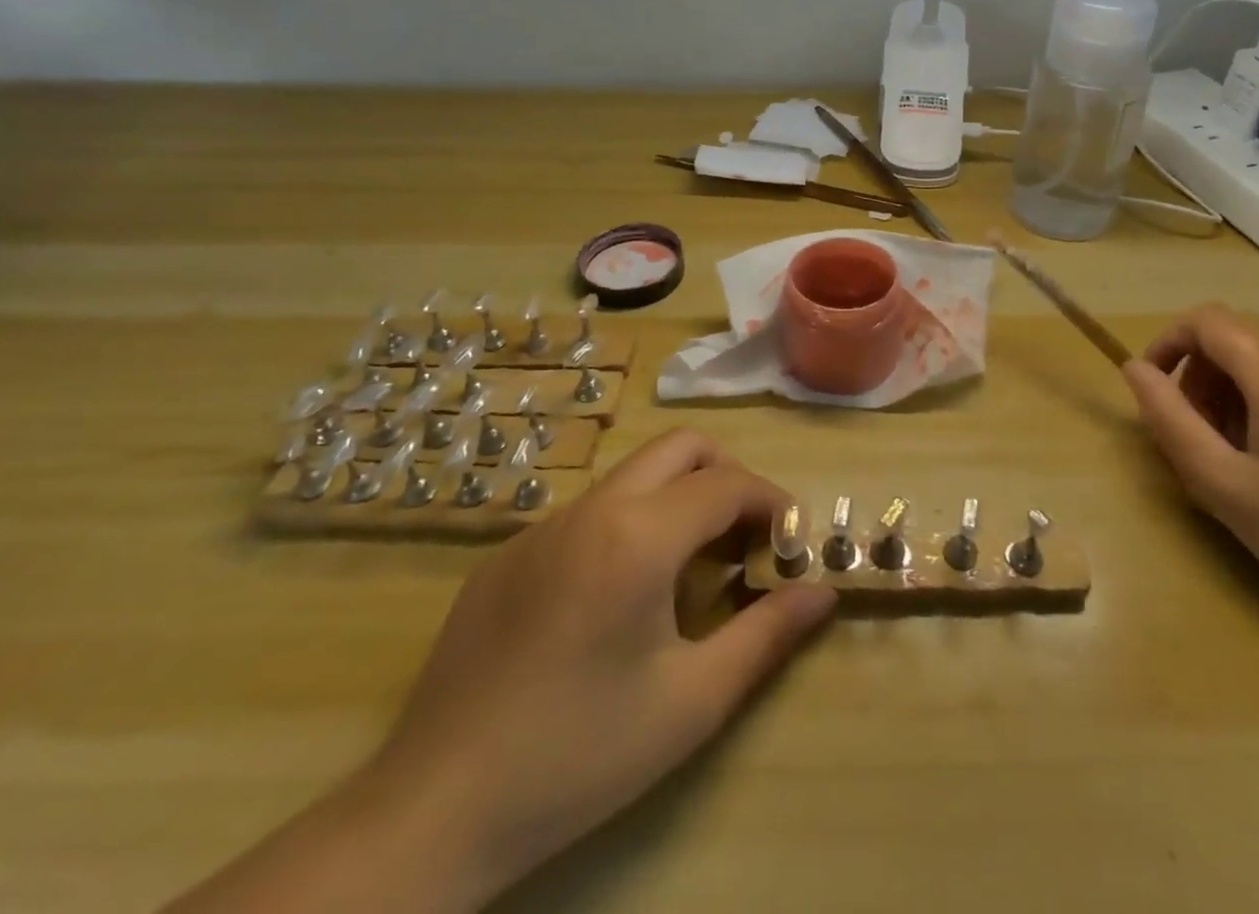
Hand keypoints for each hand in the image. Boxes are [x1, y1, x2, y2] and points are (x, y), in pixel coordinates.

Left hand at [366, 430, 836, 905]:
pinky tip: (619, 599)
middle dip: (727, 476)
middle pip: (680, 447)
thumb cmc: (579, 756)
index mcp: (637, 536)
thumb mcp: (691, 703)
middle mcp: (590, 510)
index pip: (727, 484)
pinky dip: (629, 525)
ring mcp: (542, 527)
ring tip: (692, 570)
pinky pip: (588, 513)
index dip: (772, 503)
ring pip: (633, 476)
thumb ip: (766, 635)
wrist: (434, 811)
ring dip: (677, 498)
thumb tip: (823, 591)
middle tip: (747, 538)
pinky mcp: (507, 554)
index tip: (792, 542)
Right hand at [1122, 305, 1258, 647]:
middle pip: (1232, 342)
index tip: (1152, 393)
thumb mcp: (1224, 486)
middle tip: (1195, 443)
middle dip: (1197, 381)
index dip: (1166, 344)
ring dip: (1228, 397)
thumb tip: (1134, 369)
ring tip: (1234, 461)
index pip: (1205, 321)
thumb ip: (1169, 419)